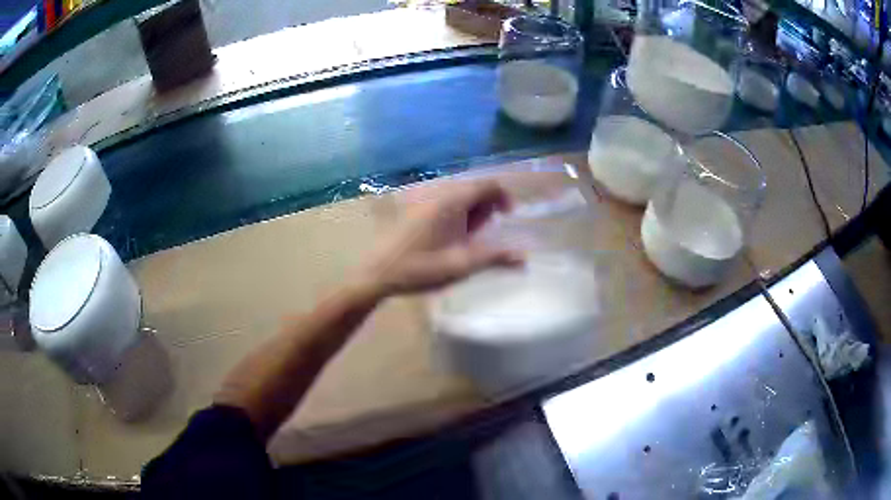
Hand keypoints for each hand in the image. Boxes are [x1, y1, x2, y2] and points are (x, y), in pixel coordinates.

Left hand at [361, 179, 522, 296]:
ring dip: (470, 211)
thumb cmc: (421, 268)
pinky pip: (443, 202)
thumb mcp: (462, 265)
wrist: (378, 273)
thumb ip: (494, 258)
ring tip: (467, 238)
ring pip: (458, 196)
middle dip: (486, 207)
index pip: (487, 185)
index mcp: (452, 201)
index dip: (503, 197)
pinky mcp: (414, 209)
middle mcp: (439, 193)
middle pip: (473, 188)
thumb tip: (523, 257)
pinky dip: (455, 213)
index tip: (508, 217)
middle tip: (485, 233)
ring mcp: (423, 200)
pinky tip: (449, 237)